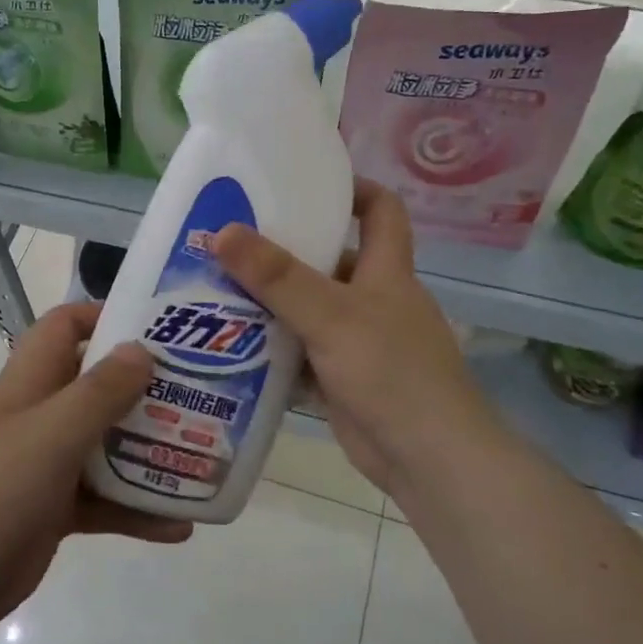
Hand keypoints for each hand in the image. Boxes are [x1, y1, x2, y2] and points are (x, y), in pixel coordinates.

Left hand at [0, 302, 191, 630]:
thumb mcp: (50, 435)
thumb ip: (98, 392)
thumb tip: (141, 349)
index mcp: (26, 385)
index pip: (62, 328)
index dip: (103, 317)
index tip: (156, 328)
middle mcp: (37, 417)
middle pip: (94, 386)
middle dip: (142, 388)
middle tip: (199, 391)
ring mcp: (44, 465)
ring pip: (104, 445)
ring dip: (148, 451)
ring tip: (202, 454)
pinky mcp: (53, 510)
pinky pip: (103, 500)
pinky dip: (137, 509)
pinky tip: (180, 526)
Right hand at [213, 179, 502, 507]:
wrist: (428, 459)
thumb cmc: (391, 372)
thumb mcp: (332, 315)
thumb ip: (277, 277)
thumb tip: (222, 231)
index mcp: (387, 271)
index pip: (382, 210)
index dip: (351, 189)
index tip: (302, 184)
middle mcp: (374, 299)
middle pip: (329, 260)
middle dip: (284, 251)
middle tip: (229, 242)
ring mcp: (358, 341)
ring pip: (309, 309)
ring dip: (270, 303)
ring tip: (214, 289)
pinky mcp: (341, 378)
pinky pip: (300, 352)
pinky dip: (271, 347)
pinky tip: (229, 345)